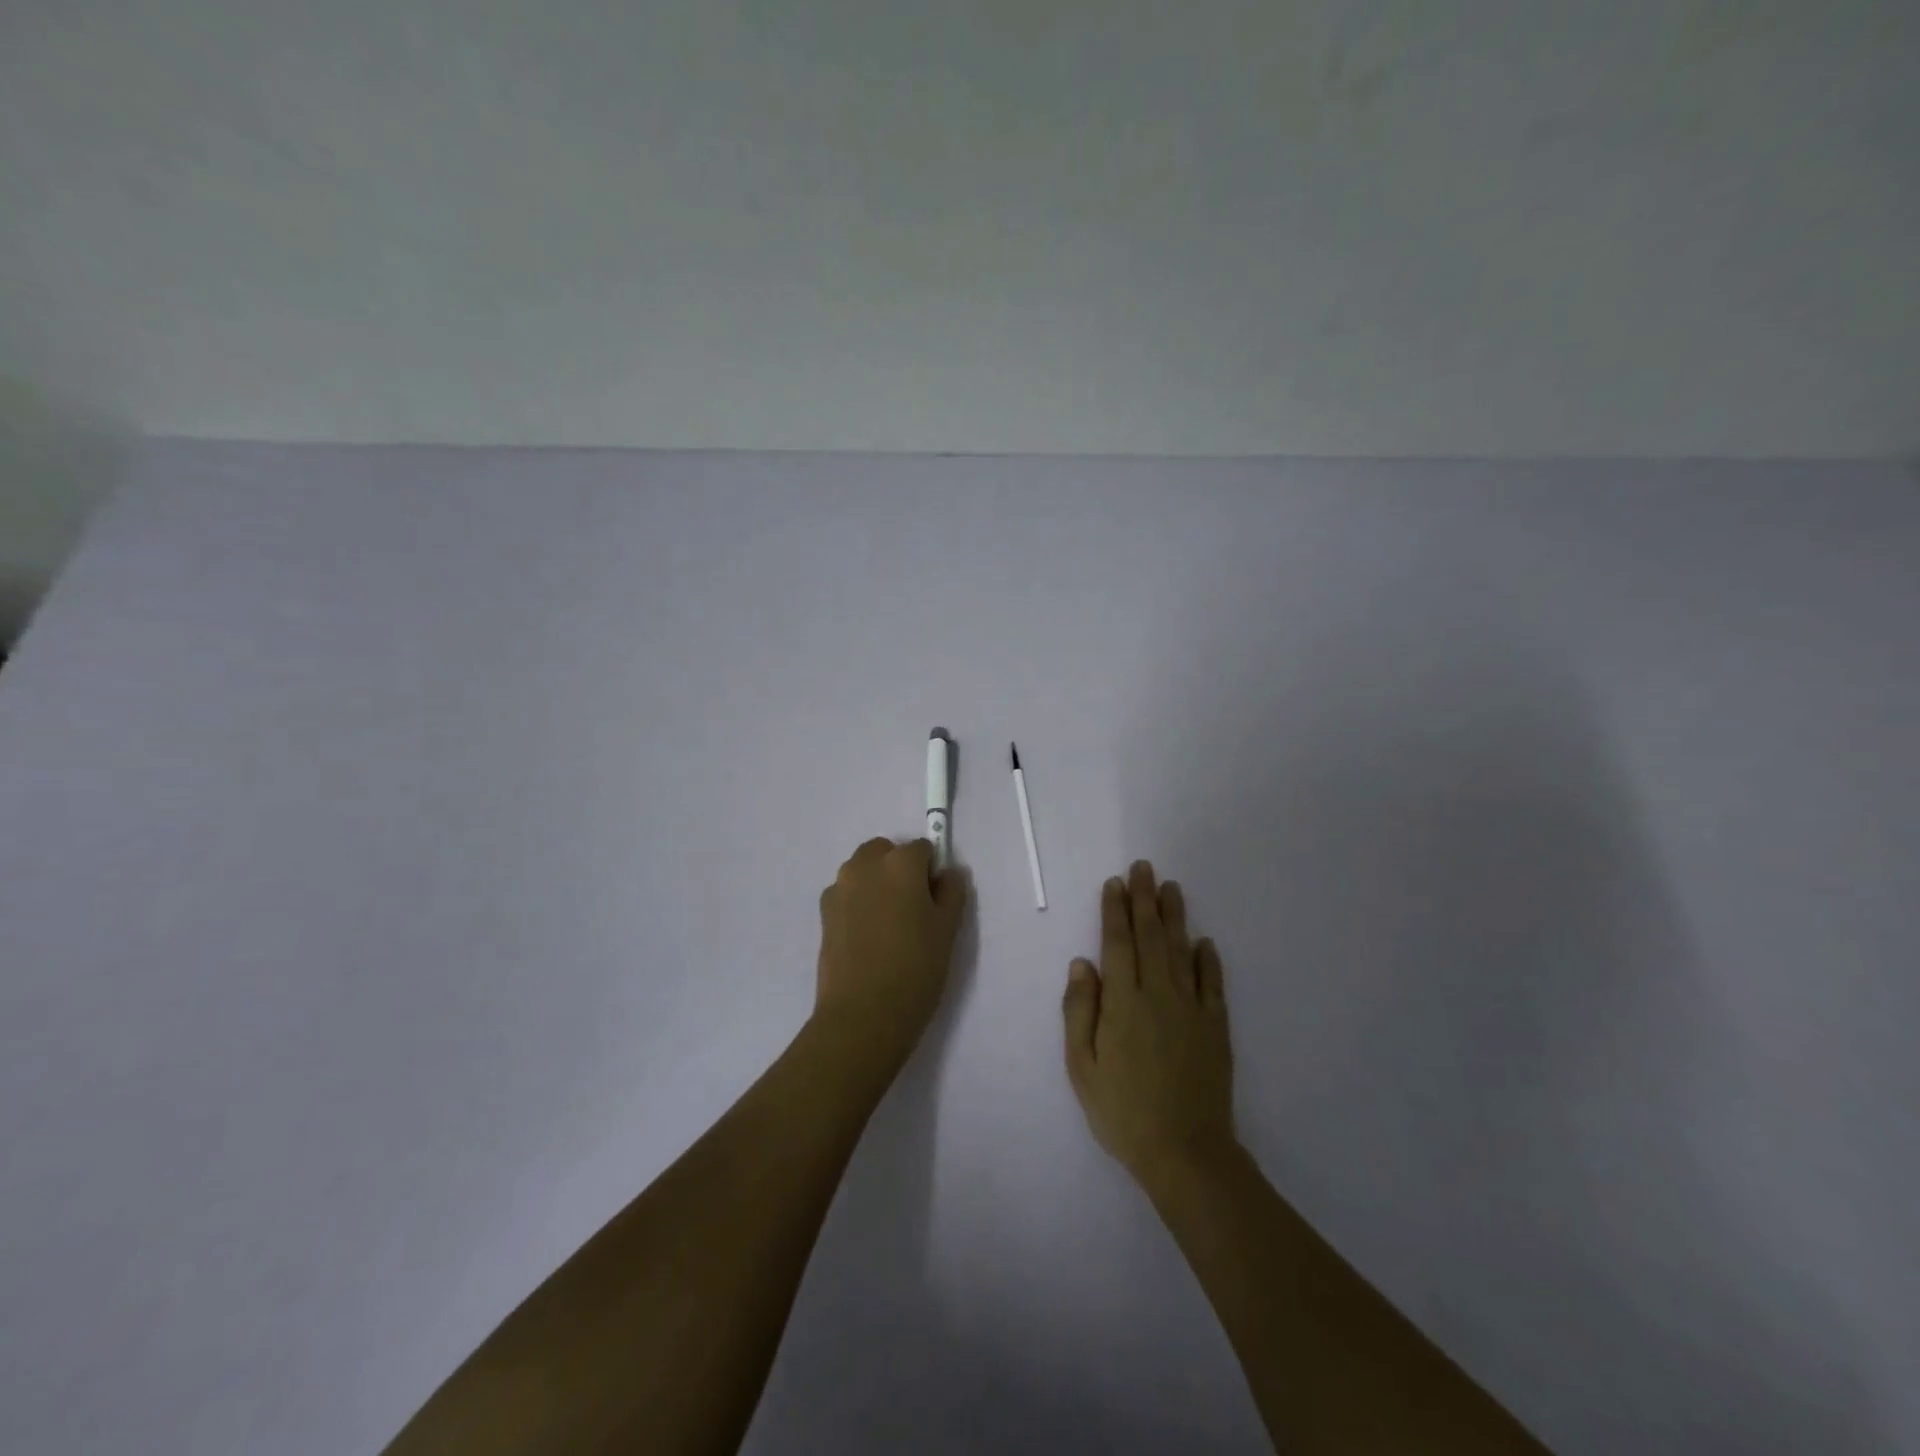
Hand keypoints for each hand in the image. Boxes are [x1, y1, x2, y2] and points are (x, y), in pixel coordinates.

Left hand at [814, 837, 967, 1072]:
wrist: (863, 1014)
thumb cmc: (915, 968)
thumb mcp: (947, 930)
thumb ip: (952, 892)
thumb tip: (950, 872)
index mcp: (900, 863)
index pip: (922, 849)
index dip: (931, 872)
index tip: (935, 901)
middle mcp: (865, 865)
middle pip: (886, 852)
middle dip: (899, 869)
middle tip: (912, 909)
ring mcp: (839, 887)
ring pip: (863, 871)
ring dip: (876, 883)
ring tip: (888, 926)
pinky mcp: (823, 912)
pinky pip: (847, 894)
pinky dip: (858, 902)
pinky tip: (867, 938)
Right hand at [1063, 860, 1235, 1190]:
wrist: (1185, 1153)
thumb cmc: (1122, 1111)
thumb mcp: (1082, 1067)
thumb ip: (1079, 1011)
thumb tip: (1081, 963)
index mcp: (1122, 1002)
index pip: (1117, 943)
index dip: (1115, 910)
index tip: (1115, 883)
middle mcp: (1158, 994)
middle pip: (1151, 936)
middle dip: (1144, 899)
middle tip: (1144, 867)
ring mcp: (1192, 1009)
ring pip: (1182, 951)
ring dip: (1175, 917)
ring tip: (1171, 888)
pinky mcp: (1216, 1027)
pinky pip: (1212, 984)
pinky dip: (1208, 960)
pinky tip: (1205, 942)